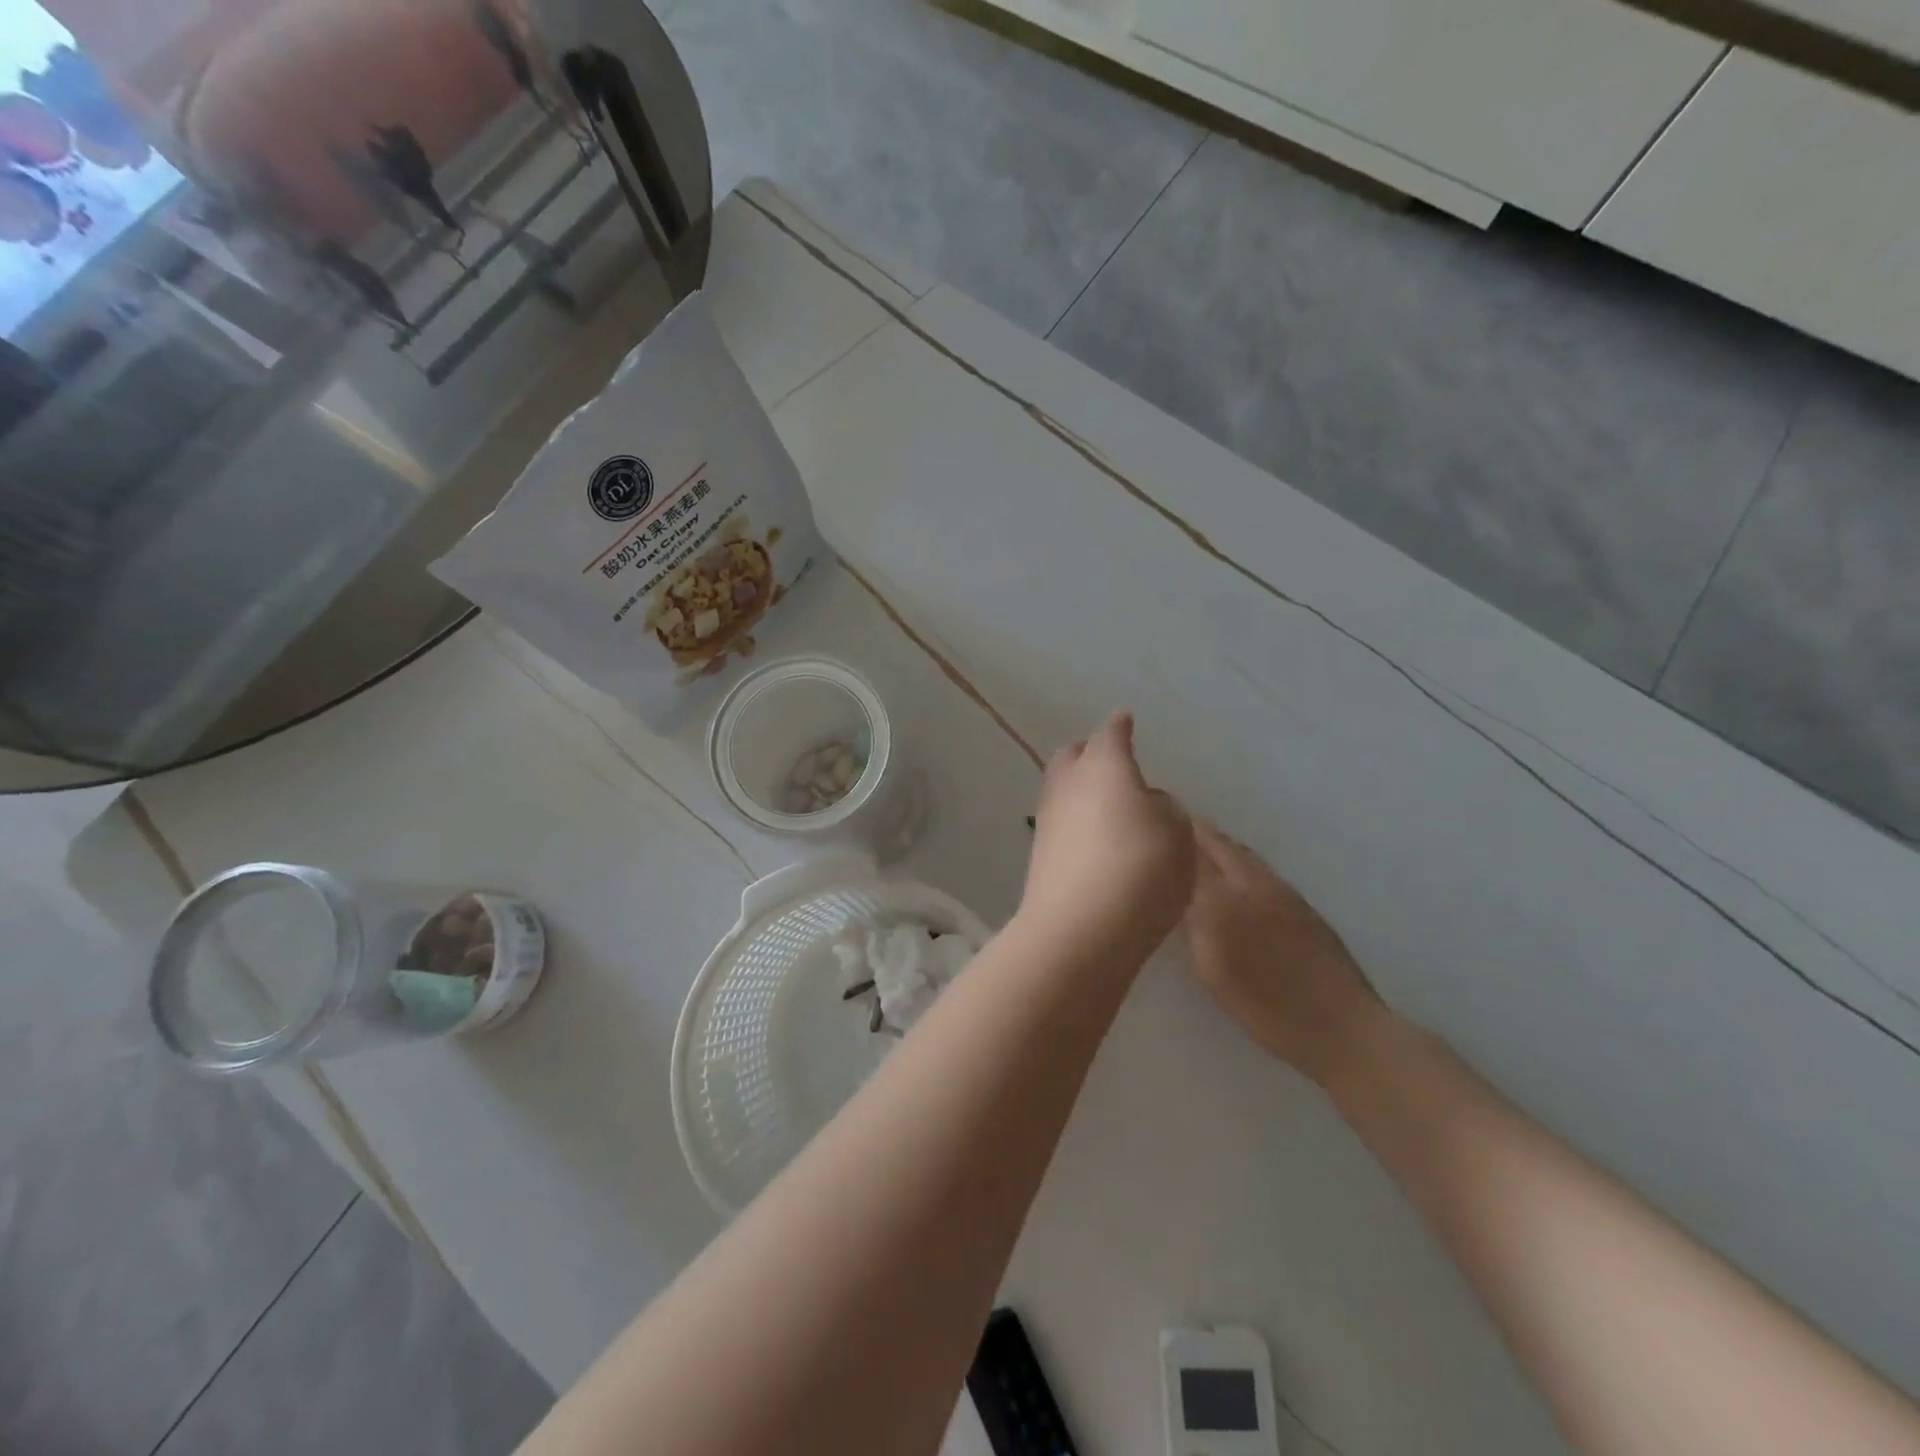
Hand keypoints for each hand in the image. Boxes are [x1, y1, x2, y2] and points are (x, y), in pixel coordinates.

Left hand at [1021, 712, 1194, 960]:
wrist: (1080, 930)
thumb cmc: (1140, 870)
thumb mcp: (1177, 835)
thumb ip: (1163, 809)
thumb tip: (1143, 803)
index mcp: (1104, 766)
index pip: (1111, 734)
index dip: (1120, 727)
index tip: (1125, 720)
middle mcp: (1069, 783)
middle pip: (1073, 755)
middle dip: (1090, 751)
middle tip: (1112, 760)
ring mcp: (1048, 817)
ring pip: (1061, 786)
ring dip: (1079, 786)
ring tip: (1105, 801)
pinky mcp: (1039, 852)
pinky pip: (1059, 820)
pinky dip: (1075, 818)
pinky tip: (1092, 836)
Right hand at [1186, 823, 1386, 1088]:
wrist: (1342, 1027)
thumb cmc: (1266, 1006)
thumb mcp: (1212, 968)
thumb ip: (1193, 922)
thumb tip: (1175, 889)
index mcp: (1227, 897)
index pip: (1193, 854)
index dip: (1173, 839)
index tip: (1151, 828)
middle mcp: (1256, 884)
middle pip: (1221, 847)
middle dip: (1196, 834)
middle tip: (1172, 829)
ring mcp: (1285, 894)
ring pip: (1245, 856)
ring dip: (1220, 845)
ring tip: (1199, 845)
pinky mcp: (1305, 908)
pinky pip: (1262, 870)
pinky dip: (1241, 862)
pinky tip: (1237, 877)